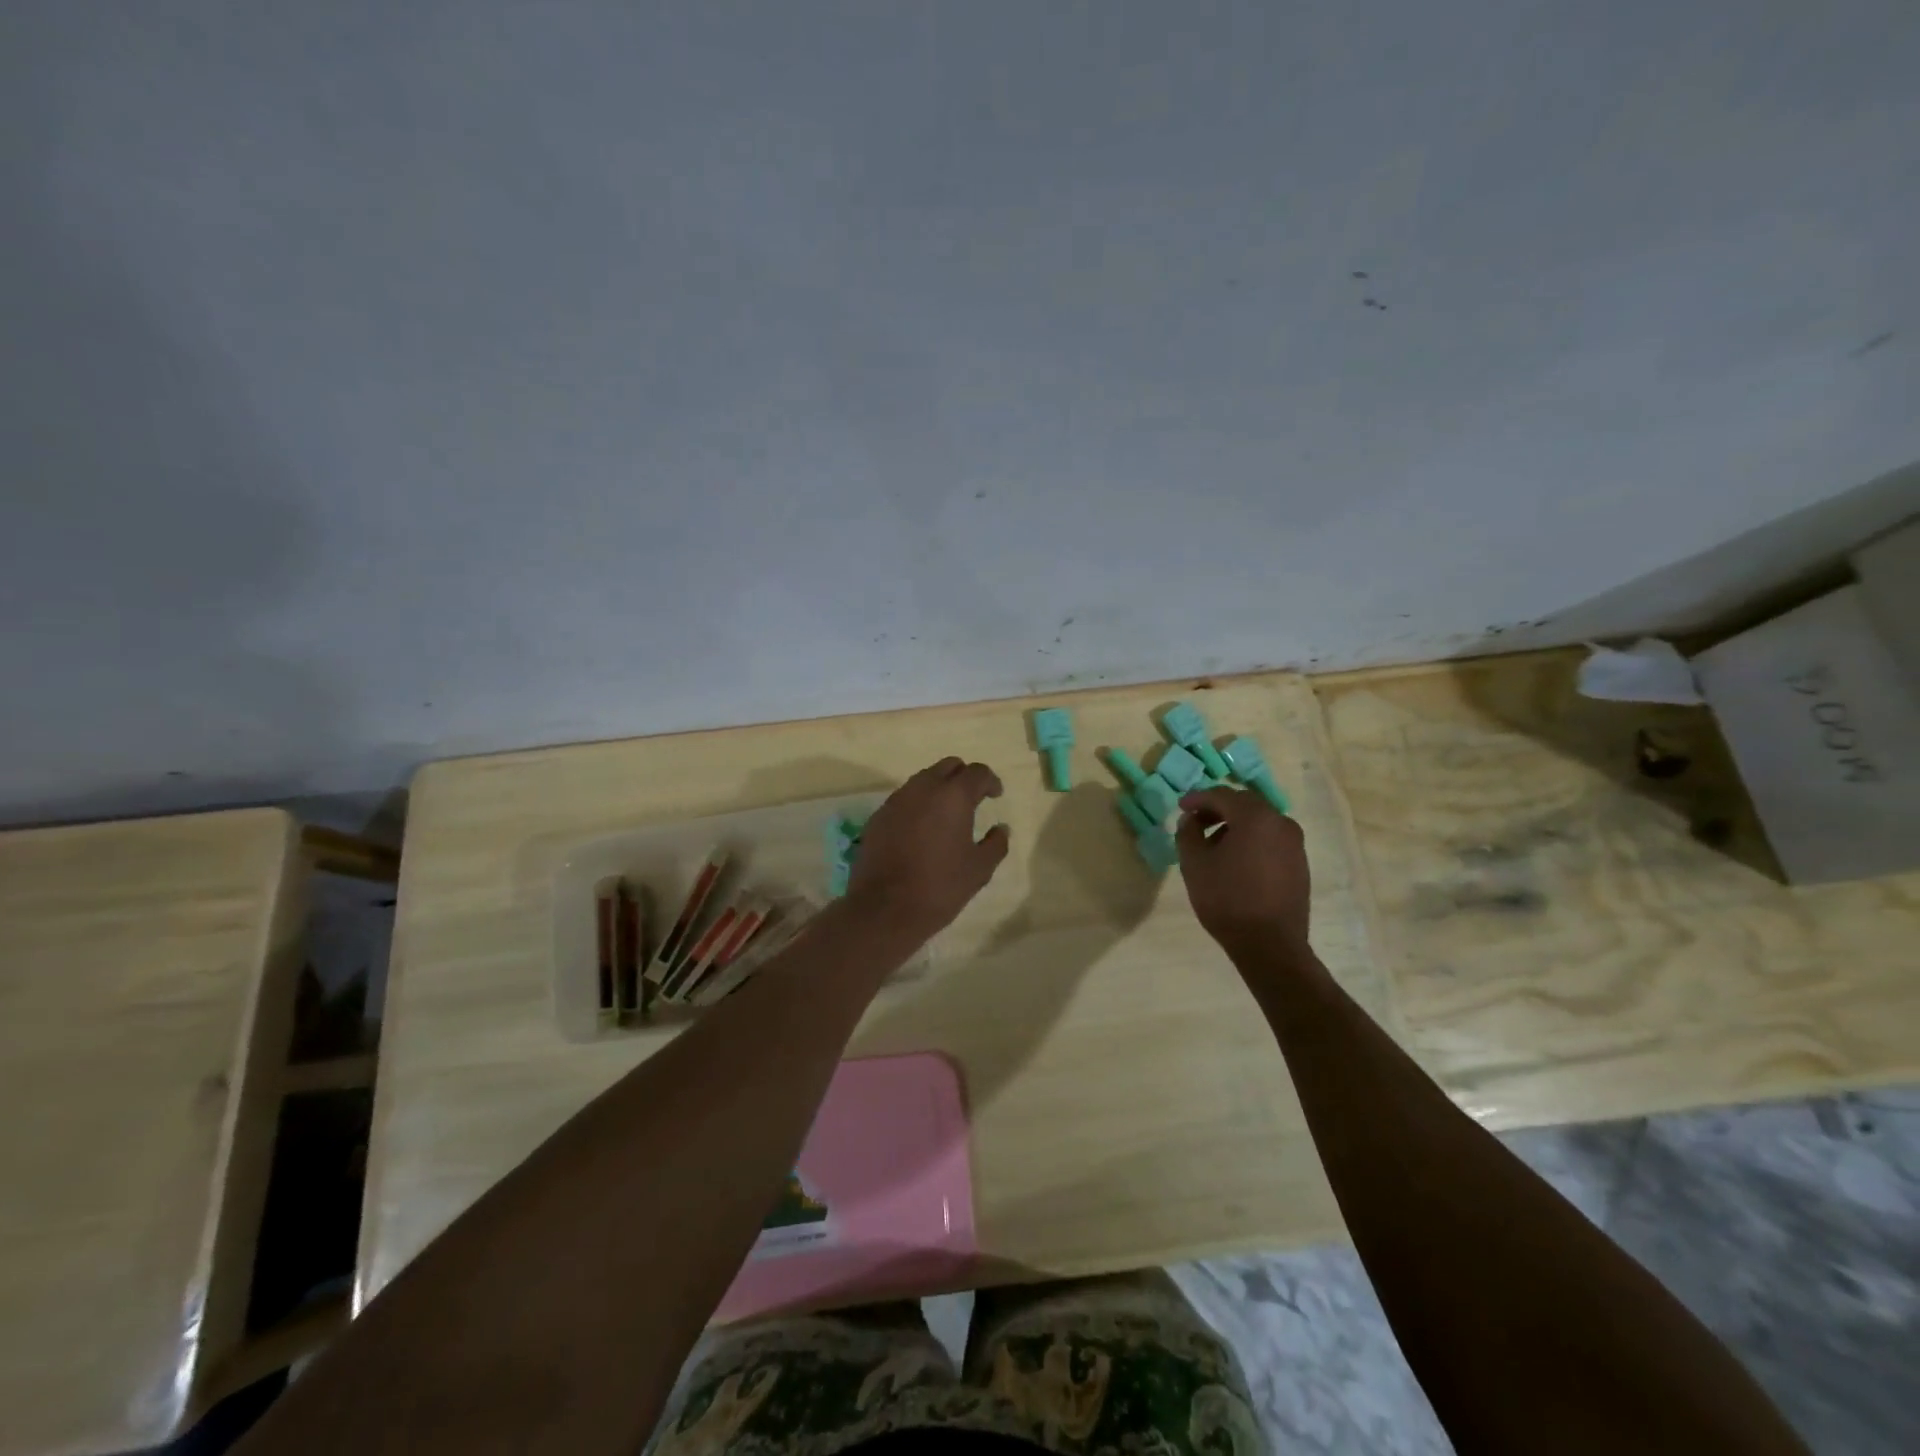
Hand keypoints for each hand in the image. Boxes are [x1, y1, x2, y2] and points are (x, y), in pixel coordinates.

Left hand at [847, 757, 1009, 937]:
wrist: (884, 908)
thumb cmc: (940, 887)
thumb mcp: (979, 869)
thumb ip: (996, 844)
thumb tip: (1001, 828)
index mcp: (953, 796)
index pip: (977, 772)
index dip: (990, 781)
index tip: (996, 796)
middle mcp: (923, 788)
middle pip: (948, 766)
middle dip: (963, 777)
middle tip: (973, 799)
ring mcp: (897, 800)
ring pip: (923, 779)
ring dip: (939, 788)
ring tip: (947, 814)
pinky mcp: (878, 816)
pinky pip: (904, 798)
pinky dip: (918, 804)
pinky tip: (921, 829)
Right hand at [1175, 786, 1311, 960]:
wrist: (1270, 945)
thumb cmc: (1227, 899)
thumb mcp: (1194, 864)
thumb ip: (1188, 833)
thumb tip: (1191, 820)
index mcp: (1255, 817)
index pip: (1222, 795)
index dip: (1198, 798)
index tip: (1180, 807)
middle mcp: (1281, 822)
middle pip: (1244, 805)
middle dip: (1217, 810)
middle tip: (1195, 822)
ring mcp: (1294, 844)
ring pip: (1259, 823)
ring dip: (1234, 826)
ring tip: (1212, 845)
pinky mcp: (1300, 864)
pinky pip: (1270, 840)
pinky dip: (1251, 841)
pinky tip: (1235, 861)